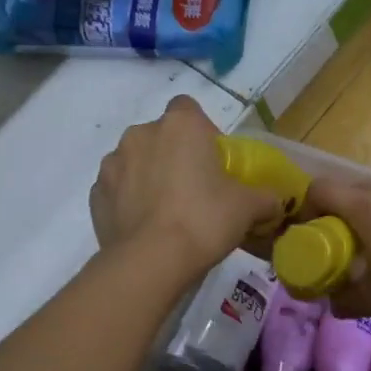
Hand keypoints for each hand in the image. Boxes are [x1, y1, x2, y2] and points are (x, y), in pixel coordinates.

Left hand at [91, 96, 281, 273]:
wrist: (151, 261)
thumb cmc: (204, 221)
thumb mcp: (248, 208)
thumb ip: (265, 198)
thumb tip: (275, 202)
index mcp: (180, 125)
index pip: (189, 109)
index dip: (202, 132)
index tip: (212, 162)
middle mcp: (140, 134)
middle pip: (161, 137)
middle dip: (174, 156)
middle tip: (194, 192)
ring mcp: (112, 164)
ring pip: (135, 162)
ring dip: (148, 177)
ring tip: (166, 214)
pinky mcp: (95, 194)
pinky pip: (117, 190)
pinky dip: (128, 202)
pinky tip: (145, 228)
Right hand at [304, 178, 370, 336]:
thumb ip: (344, 298)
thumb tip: (332, 302)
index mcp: (369, 208)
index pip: (322, 189)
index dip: (306, 209)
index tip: (306, 237)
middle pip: (350, 193)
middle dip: (335, 218)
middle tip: (335, 250)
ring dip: (365, 221)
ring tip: (368, 255)